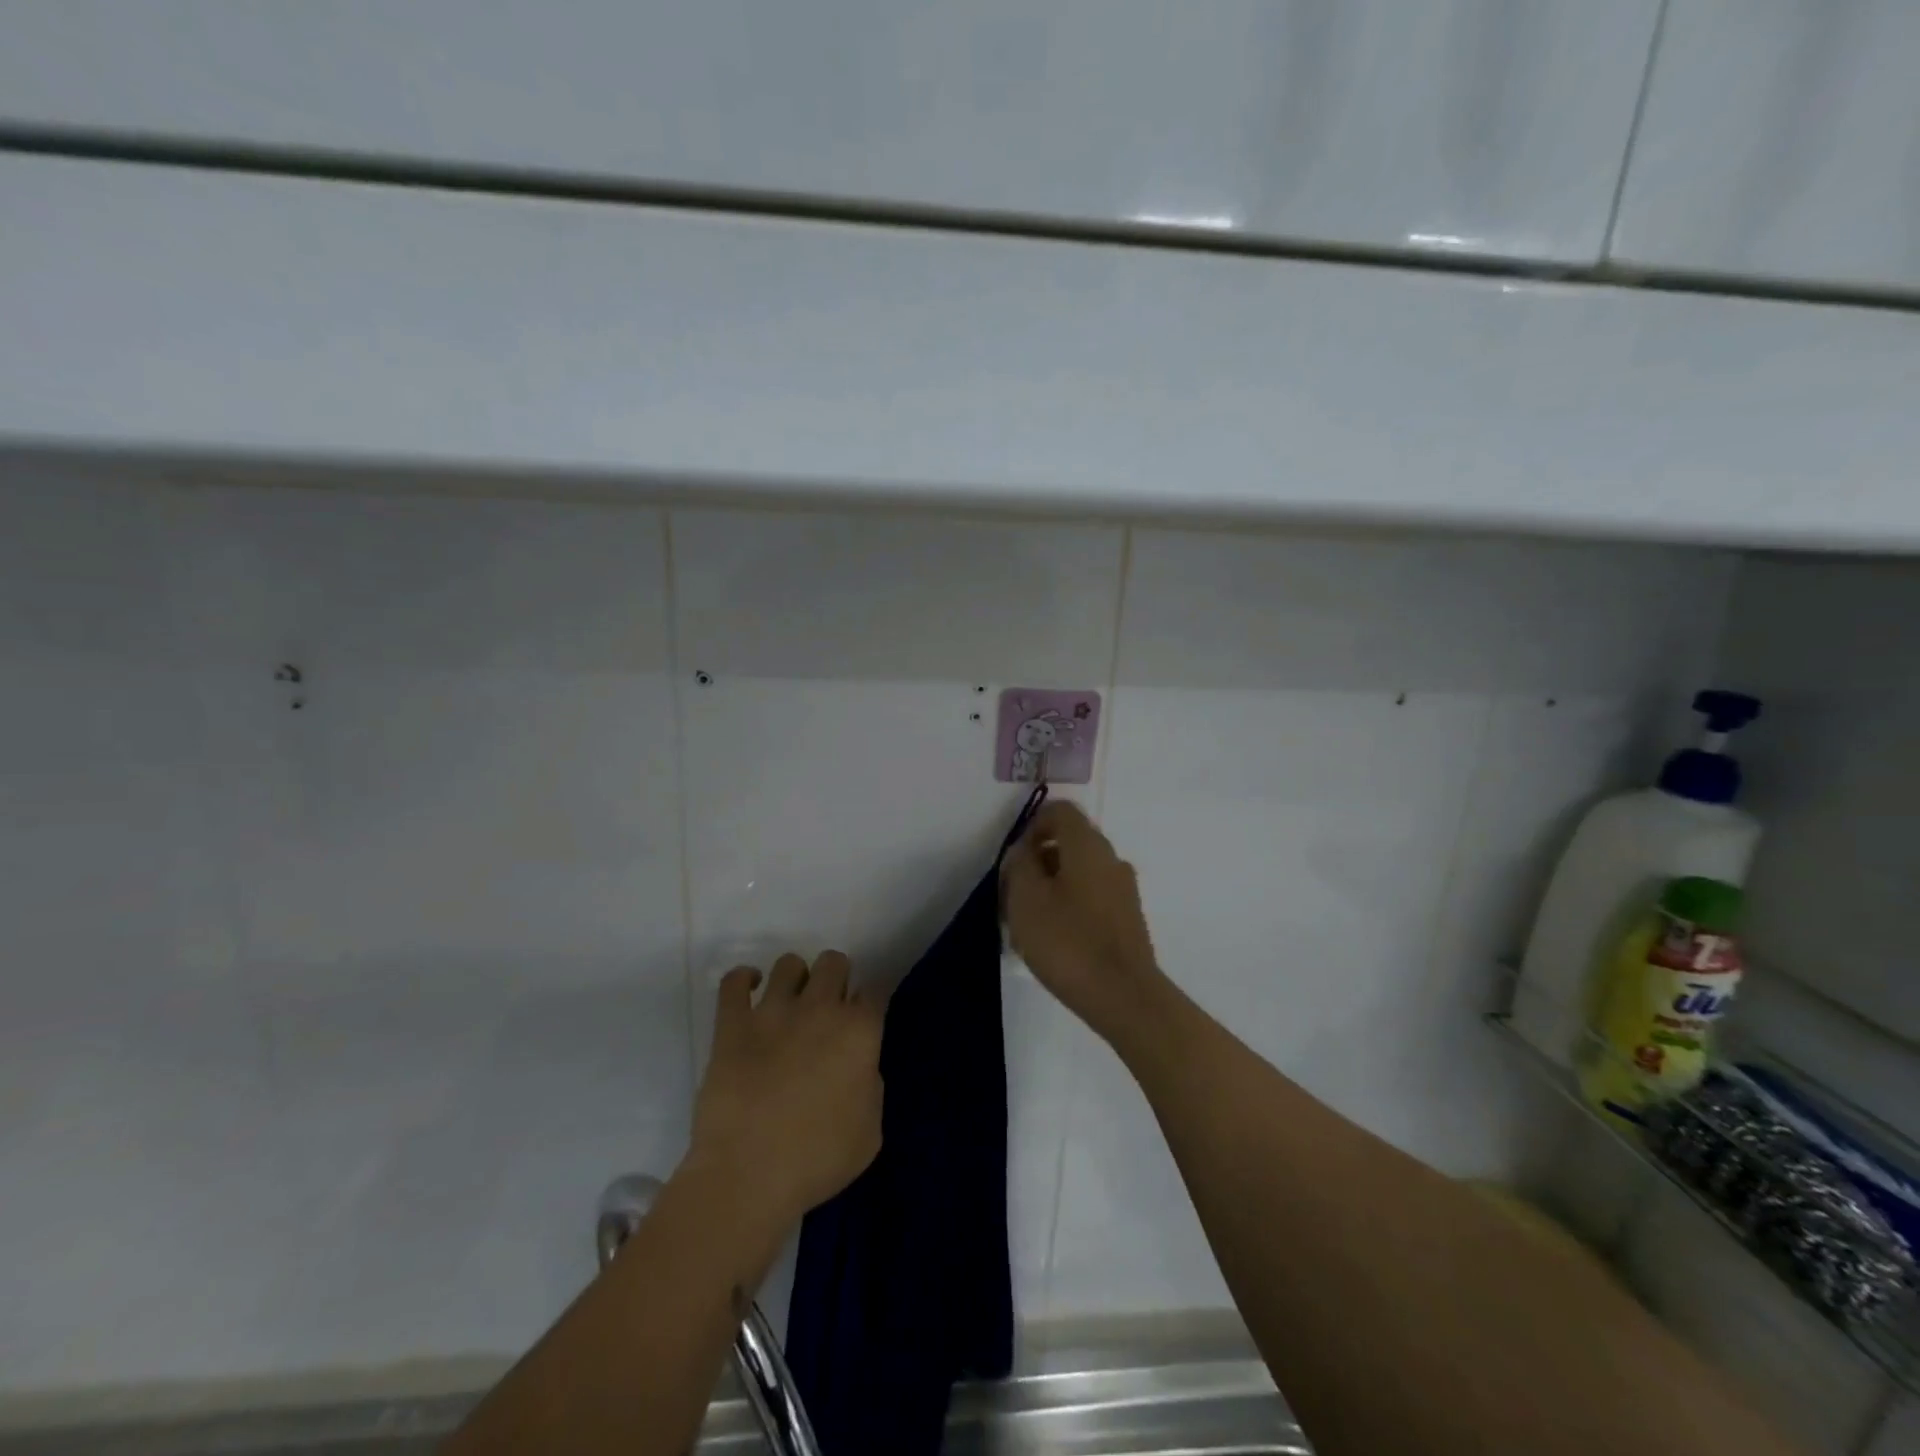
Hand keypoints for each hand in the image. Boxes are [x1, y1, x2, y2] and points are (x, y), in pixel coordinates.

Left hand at [688, 951, 883, 1231]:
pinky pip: (734, 981)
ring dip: (794, 978)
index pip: (875, 990)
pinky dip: (743, 979)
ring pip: (789, 963)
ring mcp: (773, 1011)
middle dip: (835, 979)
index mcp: (859, 1032)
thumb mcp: (870, 1133)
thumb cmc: (816, 1161)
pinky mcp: (732, 1024)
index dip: (870, 1001)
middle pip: (834, 962)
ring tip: (789, 1002)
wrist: (748, 1176)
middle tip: (827, 1009)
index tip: (864, 1018)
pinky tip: (749, 990)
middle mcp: (820, 1008)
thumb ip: (871, 1087)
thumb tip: (858, 1067)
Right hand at [1001, 802, 1164, 1040]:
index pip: (1060, 811)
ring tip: (1030, 922)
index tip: (1015, 859)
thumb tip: (1024, 850)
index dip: (1032, 825)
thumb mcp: (1026, 898)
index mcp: (1088, 845)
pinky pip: (1092, 896)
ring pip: (1080, 872)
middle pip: (1070, 841)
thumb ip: (1019, 864)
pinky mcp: (1127, 918)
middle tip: (1015, 893)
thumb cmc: (1068, 942)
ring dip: (1052, 886)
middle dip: (1038, 860)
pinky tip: (1055, 939)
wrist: (1124, 996)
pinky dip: (1070, 905)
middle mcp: (1111, 858)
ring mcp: (1124, 889)